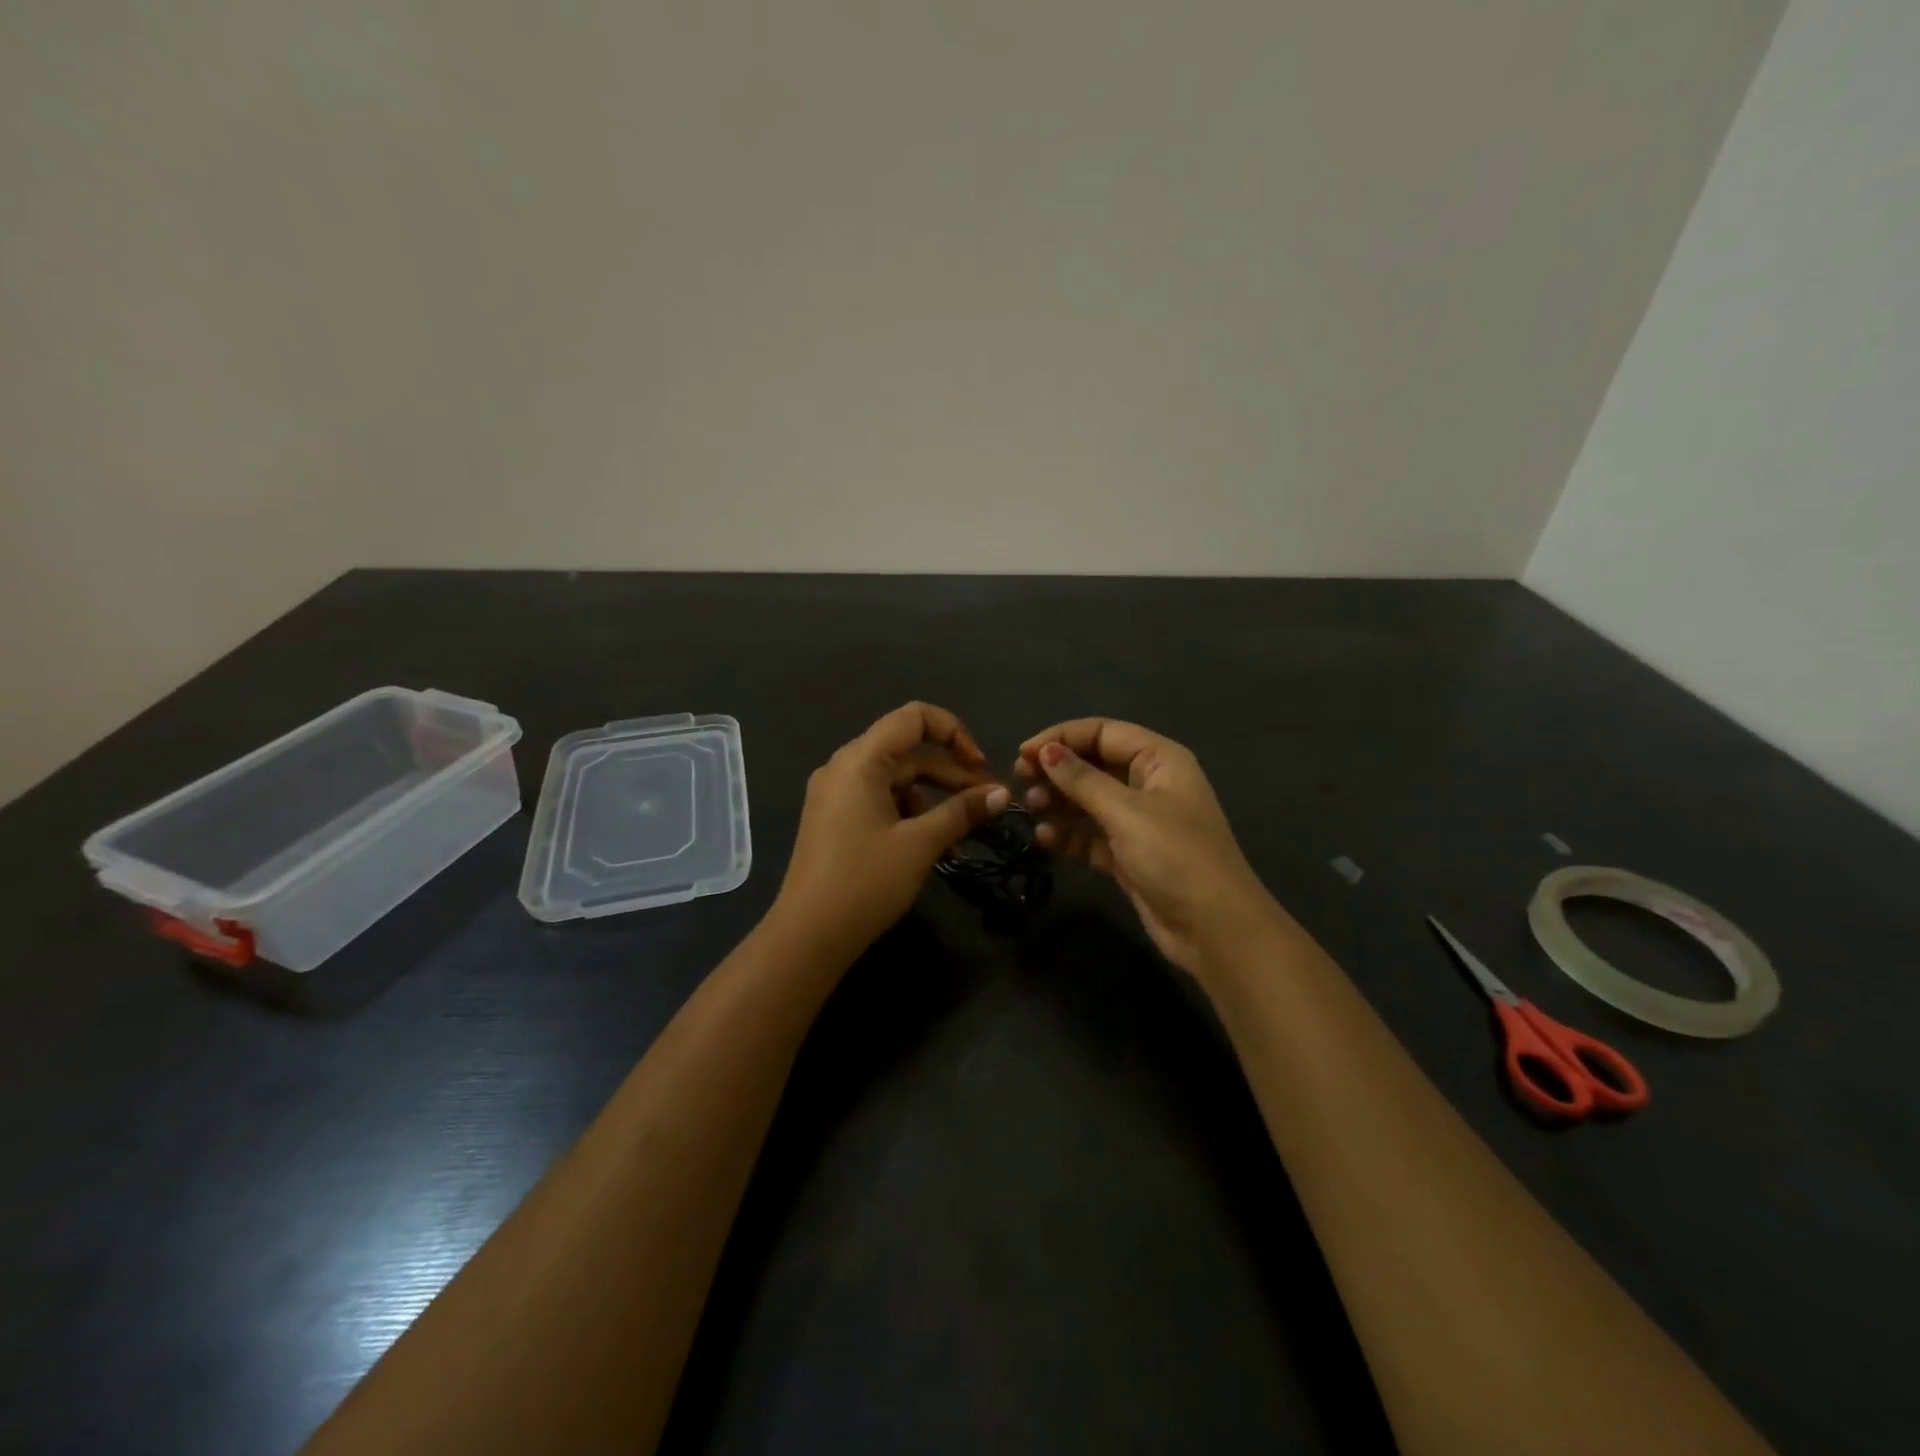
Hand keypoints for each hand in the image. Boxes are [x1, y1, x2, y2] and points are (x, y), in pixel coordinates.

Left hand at [773, 702, 1011, 958]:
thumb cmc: (864, 882)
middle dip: (952, 774)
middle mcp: (844, 768)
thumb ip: (962, 812)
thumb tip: (1002, 794)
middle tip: (988, 804)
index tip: (980, 767)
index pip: (913, 717)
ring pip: (898, 780)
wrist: (808, 936)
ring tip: (964, 834)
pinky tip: (936, 847)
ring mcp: (837, 794)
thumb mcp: (920, 845)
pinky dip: (911, 816)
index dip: (954, 732)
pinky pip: (882, 801)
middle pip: (909, 752)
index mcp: (860, 761)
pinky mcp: (837, 819)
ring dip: (935, 800)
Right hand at [1016, 718, 1283, 976]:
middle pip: (1095, 763)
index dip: (1062, 737)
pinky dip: (1069, 834)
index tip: (1024, 752)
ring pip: (1090, 800)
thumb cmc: (1175, 857)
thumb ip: (1082, 779)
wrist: (1214, 929)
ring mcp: (1139, 822)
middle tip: (1019, 778)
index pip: (1103, 732)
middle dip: (1057, 768)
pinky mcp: (1129, 855)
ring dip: (1059, 800)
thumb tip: (1046, 750)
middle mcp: (1149, 784)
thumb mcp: (1126, 812)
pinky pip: (1091, 835)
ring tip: (1028, 805)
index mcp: (1160, 760)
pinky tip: (1044, 837)